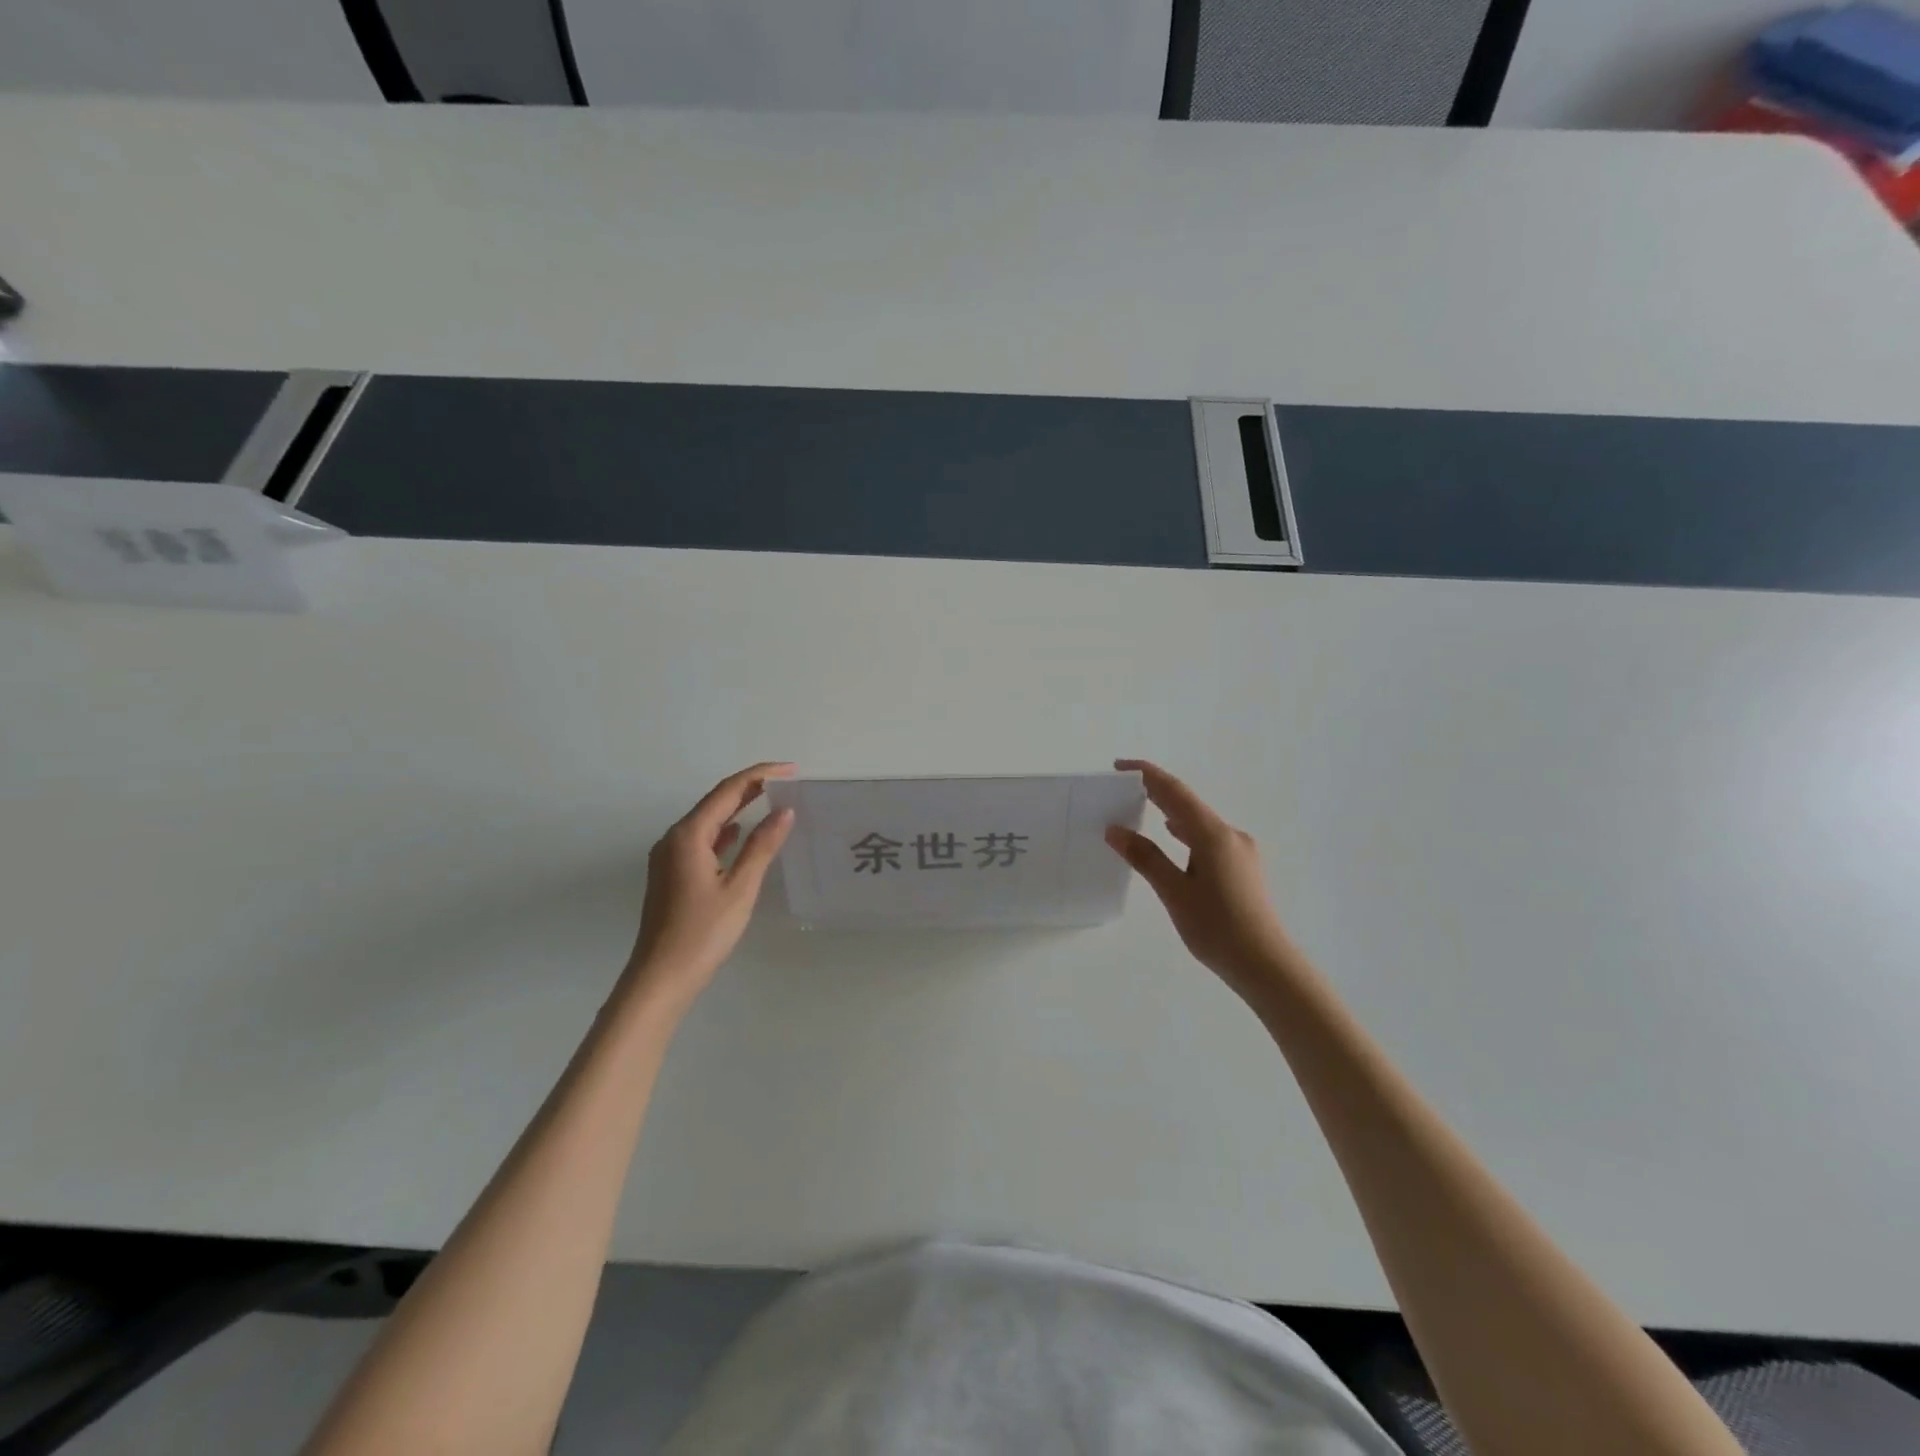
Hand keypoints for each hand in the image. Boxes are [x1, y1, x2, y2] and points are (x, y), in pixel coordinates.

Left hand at [619, 762, 795, 1017]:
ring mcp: (669, 857)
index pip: (728, 791)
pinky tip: (740, 834)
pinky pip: (702, 840)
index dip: (760, 775)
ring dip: (738, 808)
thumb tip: (784, 811)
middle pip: (715, 802)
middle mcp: (674, 839)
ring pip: (708, 821)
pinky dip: (725, 831)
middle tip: (787, 782)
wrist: (661, 977)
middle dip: (750, 788)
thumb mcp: (740, 887)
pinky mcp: (671, 874)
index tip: (791, 769)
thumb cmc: (703, 931)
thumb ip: (761, 846)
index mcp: (689, 836)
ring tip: (771, 801)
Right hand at [1106, 759, 1298, 997]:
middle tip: (1124, 789)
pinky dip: (1186, 833)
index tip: (1119, 767)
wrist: (1266, 965)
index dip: (1147, 775)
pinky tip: (1175, 839)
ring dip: (1171, 813)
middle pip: (1188, 804)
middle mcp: (1231, 835)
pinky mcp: (1243, 869)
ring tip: (1142, 810)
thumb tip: (1115, 829)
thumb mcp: (1174, 892)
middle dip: (1156, 792)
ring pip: (1200, 823)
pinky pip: (1208, 839)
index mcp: (1214, 835)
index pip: (1175, 792)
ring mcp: (1241, 852)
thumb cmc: (1217, 927)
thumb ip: (1145, 857)